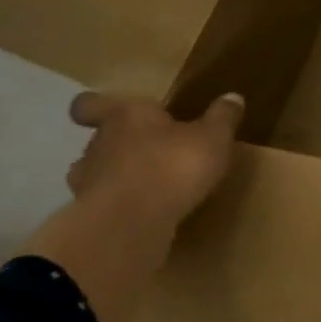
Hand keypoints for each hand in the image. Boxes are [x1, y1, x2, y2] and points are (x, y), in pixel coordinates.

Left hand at [65, 91, 244, 227]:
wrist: (129, 224)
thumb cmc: (172, 166)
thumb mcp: (213, 138)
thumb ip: (222, 118)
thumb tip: (233, 97)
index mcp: (126, 116)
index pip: (91, 104)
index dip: (96, 107)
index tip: (108, 113)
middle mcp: (99, 144)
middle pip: (100, 138)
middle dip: (123, 144)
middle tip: (152, 152)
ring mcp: (88, 182)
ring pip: (97, 172)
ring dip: (118, 176)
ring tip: (148, 186)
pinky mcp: (90, 217)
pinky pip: (105, 204)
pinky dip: (121, 206)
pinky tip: (144, 214)